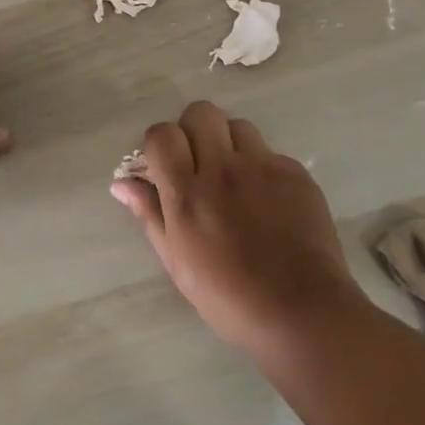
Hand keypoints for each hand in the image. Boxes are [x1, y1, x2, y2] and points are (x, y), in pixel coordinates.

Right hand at [112, 101, 363, 356]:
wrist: (301, 312)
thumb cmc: (228, 297)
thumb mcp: (176, 261)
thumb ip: (149, 213)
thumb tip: (122, 182)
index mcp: (187, 193)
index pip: (163, 134)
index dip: (159, 143)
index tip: (164, 165)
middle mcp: (223, 169)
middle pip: (201, 113)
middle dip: (193, 130)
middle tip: (199, 162)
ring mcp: (263, 167)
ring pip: (238, 126)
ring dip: (229, 144)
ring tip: (235, 178)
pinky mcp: (296, 173)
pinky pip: (271, 153)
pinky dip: (262, 168)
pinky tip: (268, 201)